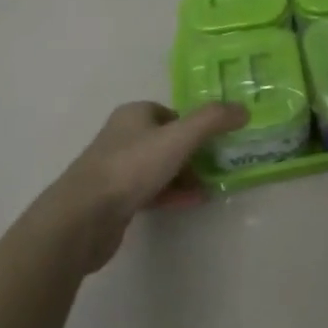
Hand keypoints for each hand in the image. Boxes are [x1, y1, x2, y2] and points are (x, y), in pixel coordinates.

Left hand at [32, 101, 246, 270]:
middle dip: (193, 153)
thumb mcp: (179, 138)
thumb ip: (213, 120)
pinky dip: (172, 194)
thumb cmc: (131, 167)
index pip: (172, 112)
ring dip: (185, 175)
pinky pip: (151, 191)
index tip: (217, 141)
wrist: (83, 217)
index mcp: (134, 114)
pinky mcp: (114, 199)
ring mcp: (116, 169)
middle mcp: (123, 136)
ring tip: (210, 186)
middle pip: (167, 140)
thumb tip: (243, 109)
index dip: (195, 125)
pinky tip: (191, 203)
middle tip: (218, 165)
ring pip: (159, 167)